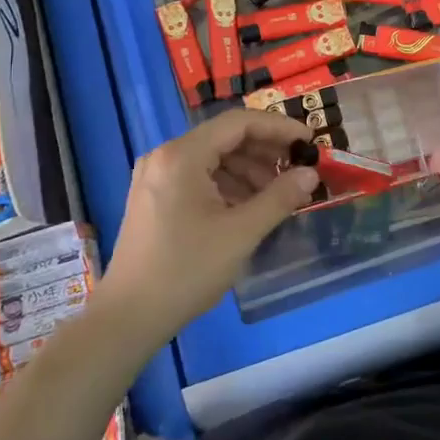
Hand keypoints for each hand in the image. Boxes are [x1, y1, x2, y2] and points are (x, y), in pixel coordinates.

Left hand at [97, 110, 320, 346]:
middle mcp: (165, 156)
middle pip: (224, 138)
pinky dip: (227, 185)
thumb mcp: (241, 233)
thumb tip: (311, 173)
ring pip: (212, 158)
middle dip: (265, 152)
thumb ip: (279, 198)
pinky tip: (248, 207)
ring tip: (278, 194)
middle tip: (298, 170)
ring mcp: (155, 176)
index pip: (239, 123)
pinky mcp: (153, 196)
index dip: (278, 128)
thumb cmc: (186, 270)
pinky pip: (198, 176)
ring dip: (248, 170)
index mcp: (182, 155)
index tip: (309, 142)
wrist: (129, 316)